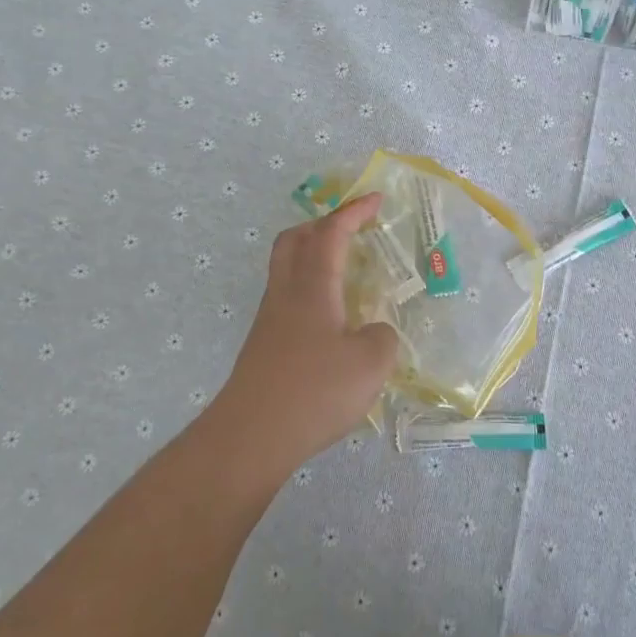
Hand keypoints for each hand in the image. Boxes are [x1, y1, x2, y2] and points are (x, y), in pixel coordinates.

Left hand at [206, 195, 400, 477]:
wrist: (252, 437)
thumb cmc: (315, 391)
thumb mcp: (371, 363)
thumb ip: (383, 338)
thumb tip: (375, 332)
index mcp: (312, 286)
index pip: (331, 233)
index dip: (353, 212)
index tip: (375, 200)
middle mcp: (286, 294)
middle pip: (294, 241)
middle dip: (323, 224)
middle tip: (351, 229)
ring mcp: (270, 320)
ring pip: (286, 269)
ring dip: (313, 257)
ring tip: (345, 272)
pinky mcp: (264, 346)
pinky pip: (288, 299)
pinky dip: (310, 290)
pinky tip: (331, 319)